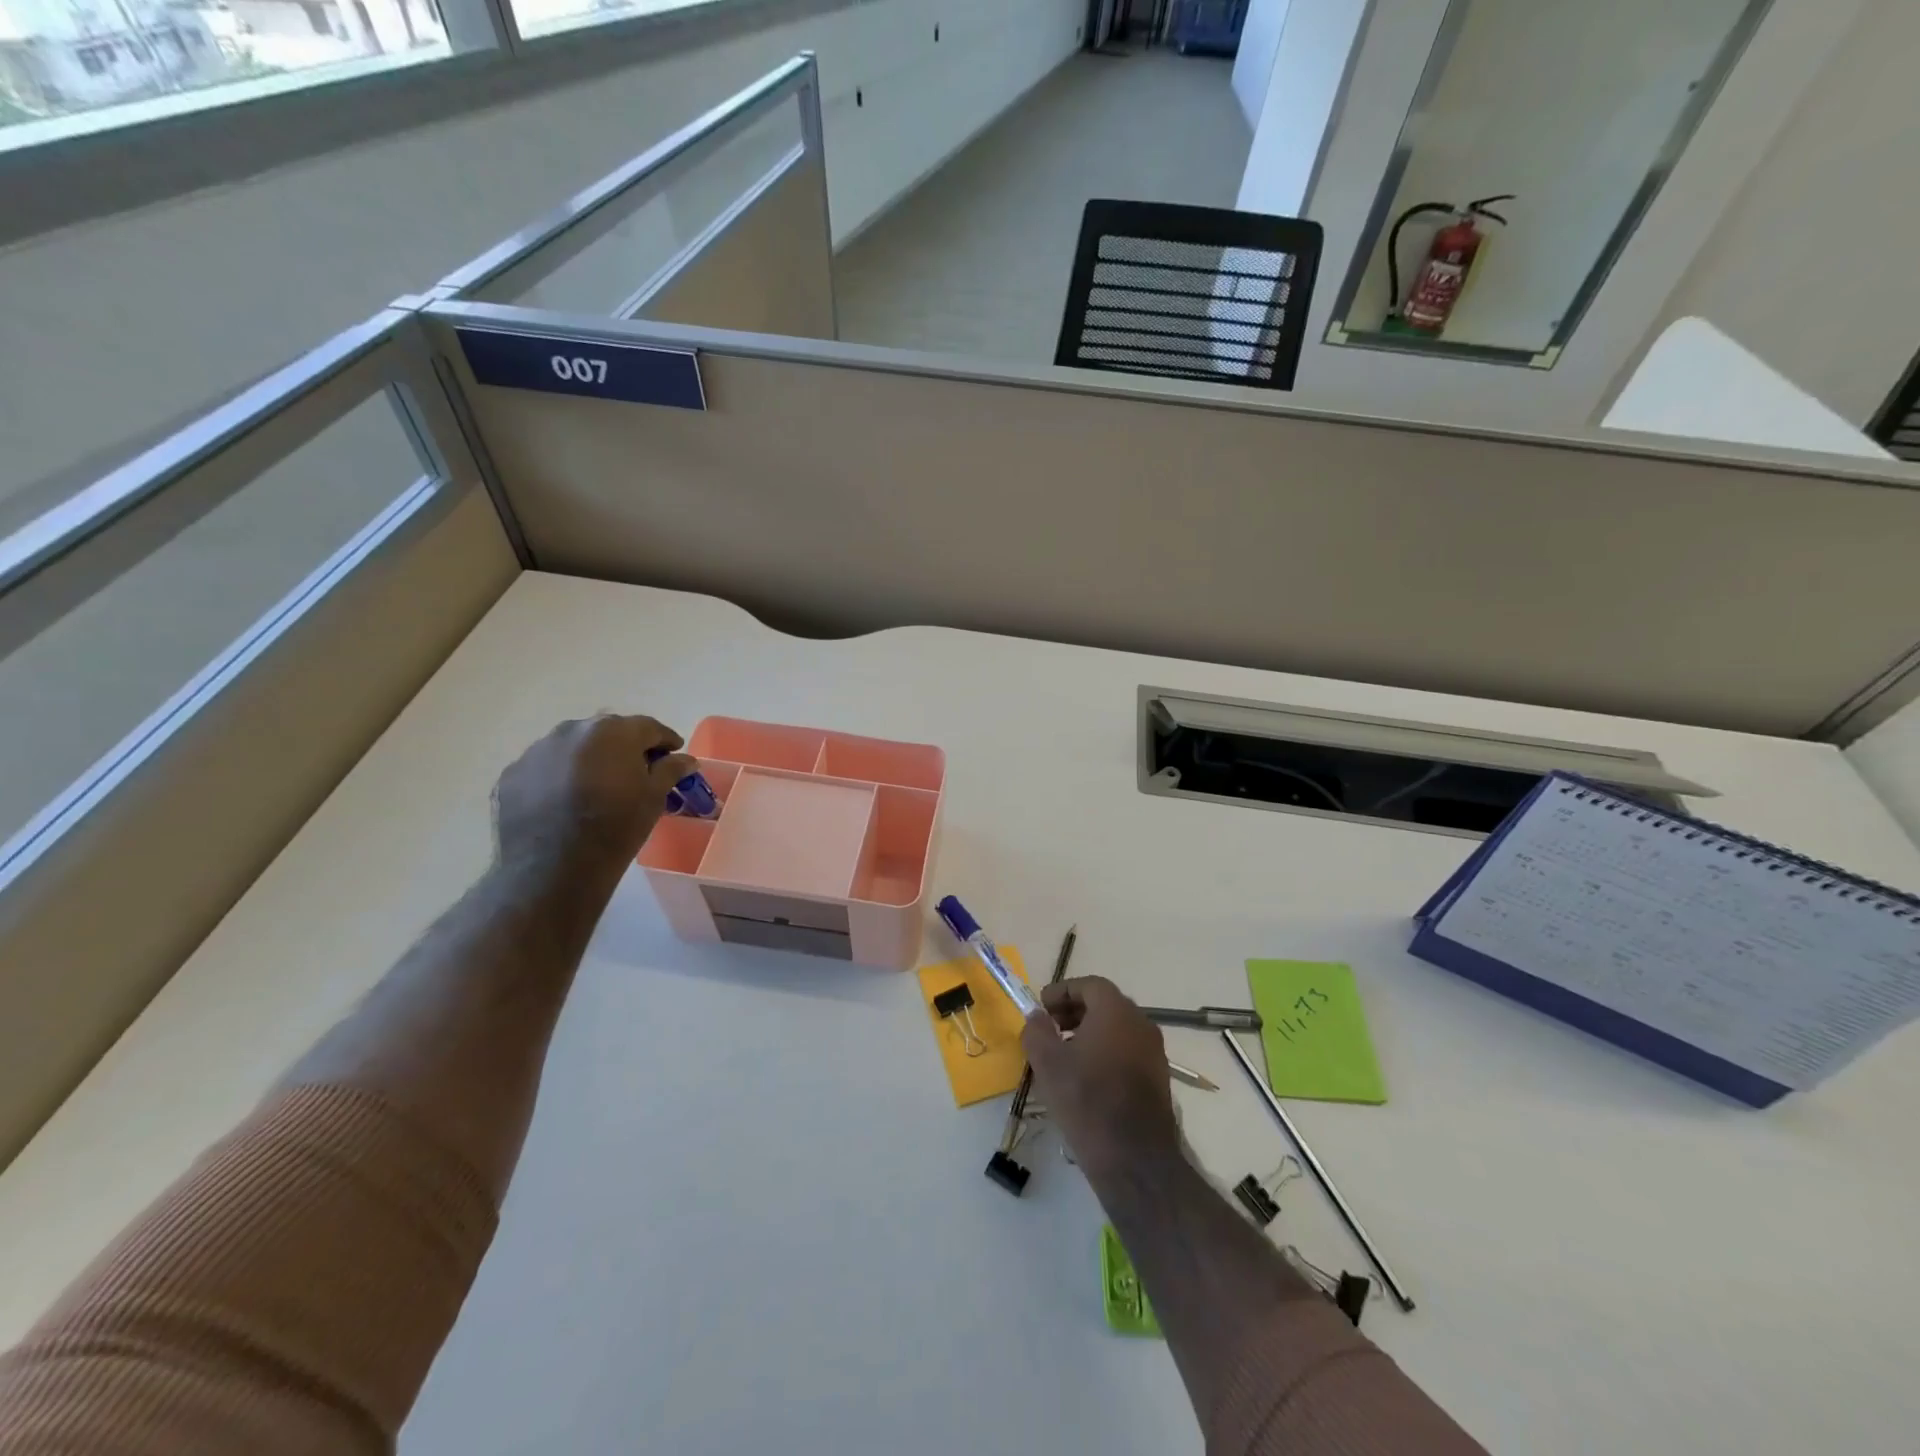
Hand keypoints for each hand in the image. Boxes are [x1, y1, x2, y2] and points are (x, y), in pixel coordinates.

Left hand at [493, 715, 697, 873]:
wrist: (552, 869)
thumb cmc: (616, 828)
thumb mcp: (654, 798)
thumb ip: (670, 770)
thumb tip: (685, 759)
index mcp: (612, 732)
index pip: (648, 727)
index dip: (664, 740)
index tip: (673, 754)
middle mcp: (572, 730)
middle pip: (608, 732)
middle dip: (625, 747)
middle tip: (636, 771)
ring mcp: (537, 751)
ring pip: (573, 747)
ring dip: (589, 759)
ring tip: (597, 787)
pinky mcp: (512, 774)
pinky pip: (545, 768)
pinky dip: (559, 777)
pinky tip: (565, 802)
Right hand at [1022, 976, 1181, 1179]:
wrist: (1134, 1159)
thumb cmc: (1087, 1100)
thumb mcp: (1047, 1063)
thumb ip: (1037, 1031)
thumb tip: (1037, 1017)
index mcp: (1116, 1011)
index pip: (1089, 985)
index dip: (1062, 991)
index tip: (1041, 1007)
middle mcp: (1141, 1023)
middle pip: (1105, 1004)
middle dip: (1074, 1011)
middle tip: (1049, 1027)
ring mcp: (1154, 1052)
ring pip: (1117, 1029)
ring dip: (1089, 1033)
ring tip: (1063, 1055)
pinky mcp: (1158, 1078)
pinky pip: (1127, 1051)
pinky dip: (1105, 1052)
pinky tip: (1085, 1078)